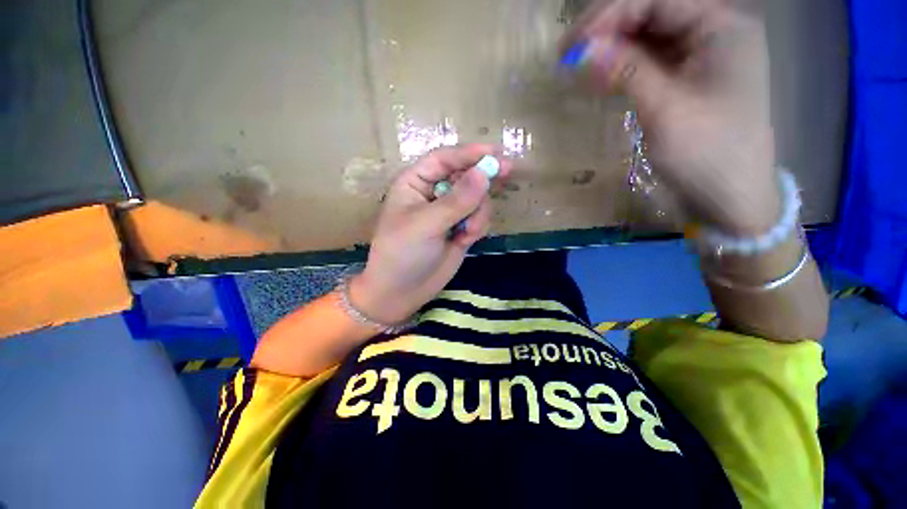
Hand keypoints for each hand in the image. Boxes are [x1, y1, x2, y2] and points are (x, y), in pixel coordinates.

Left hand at [350, 145, 510, 323]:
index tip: (495, 152)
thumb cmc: (403, 254)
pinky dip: (479, 225)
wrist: (402, 292)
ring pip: (477, 197)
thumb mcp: (426, 225)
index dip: (469, 153)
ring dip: (479, 211)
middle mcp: (434, 194)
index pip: (444, 159)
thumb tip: (484, 173)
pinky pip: (479, 217)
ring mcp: (449, 213)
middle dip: (482, 178)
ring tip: (467, 232)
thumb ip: (457, 201)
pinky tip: (466, 240)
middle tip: (508, 171)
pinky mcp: (460, 229)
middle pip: (465, 175)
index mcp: (415, 183)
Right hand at [563, 0, 780, 234]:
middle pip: (651, 11)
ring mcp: (699, 54)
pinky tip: (599, 75)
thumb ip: (626, 72)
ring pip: (647, 35)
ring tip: (576, 65)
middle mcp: (712, 30)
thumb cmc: (707, 153)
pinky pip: (649, 59)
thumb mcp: (665, 110)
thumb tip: (581, 51)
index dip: (609, 15)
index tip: (571, 46)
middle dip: (607, 28)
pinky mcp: (686, 77)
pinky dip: (622, 65)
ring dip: (611, 47)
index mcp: (721, 25)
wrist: (729, 196)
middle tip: (567, 55)